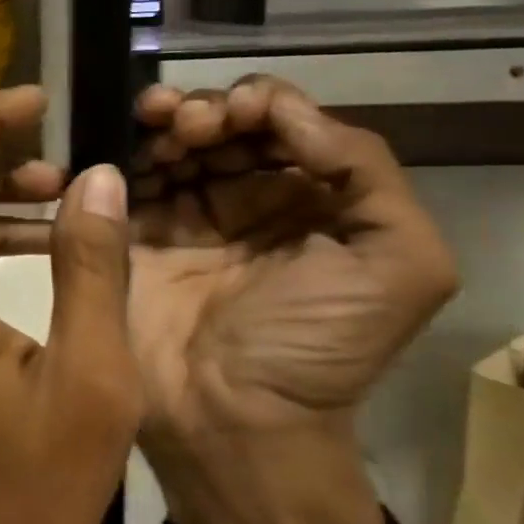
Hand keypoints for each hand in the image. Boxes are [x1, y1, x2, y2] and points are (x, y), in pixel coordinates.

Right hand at [126, 78, 457, 523]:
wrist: (233, 420)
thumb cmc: (318, 345)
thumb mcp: (401, 263)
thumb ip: (369, 173)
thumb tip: (292, 112)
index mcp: (309, 199)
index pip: (283, 124)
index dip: (261, 103)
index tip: (240, 112)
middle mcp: (244, 200)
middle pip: (220, 126)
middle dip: (207, 109)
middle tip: (191, 125)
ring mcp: (182, 217)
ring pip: (169, 144)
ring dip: (163, 122)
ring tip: (157, 128)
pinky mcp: (130, 237)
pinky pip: (122, 182)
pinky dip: (122, 155)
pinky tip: (124, 152)